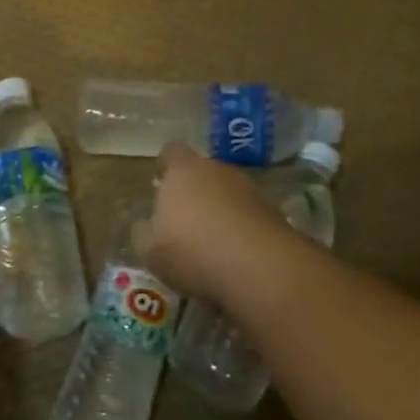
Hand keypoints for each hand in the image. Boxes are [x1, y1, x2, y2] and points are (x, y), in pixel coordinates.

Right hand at [132, 141, 290, 304]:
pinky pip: (251, 217)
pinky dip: (244, 231)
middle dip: (195, 192)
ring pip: (229, 194)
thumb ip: (143, 232)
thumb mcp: (150, 250)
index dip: (165, 165)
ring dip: (222, 212)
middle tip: (185, 222)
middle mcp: (218, 171)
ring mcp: (251, 190)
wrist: (260, 268)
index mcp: (183, 171)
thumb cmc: (192, 251)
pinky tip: (238, 258)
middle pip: (203, 172)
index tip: (160, 182)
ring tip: (214, 245)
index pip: (171, 152)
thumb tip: (146, 224)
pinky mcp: (276, 214)